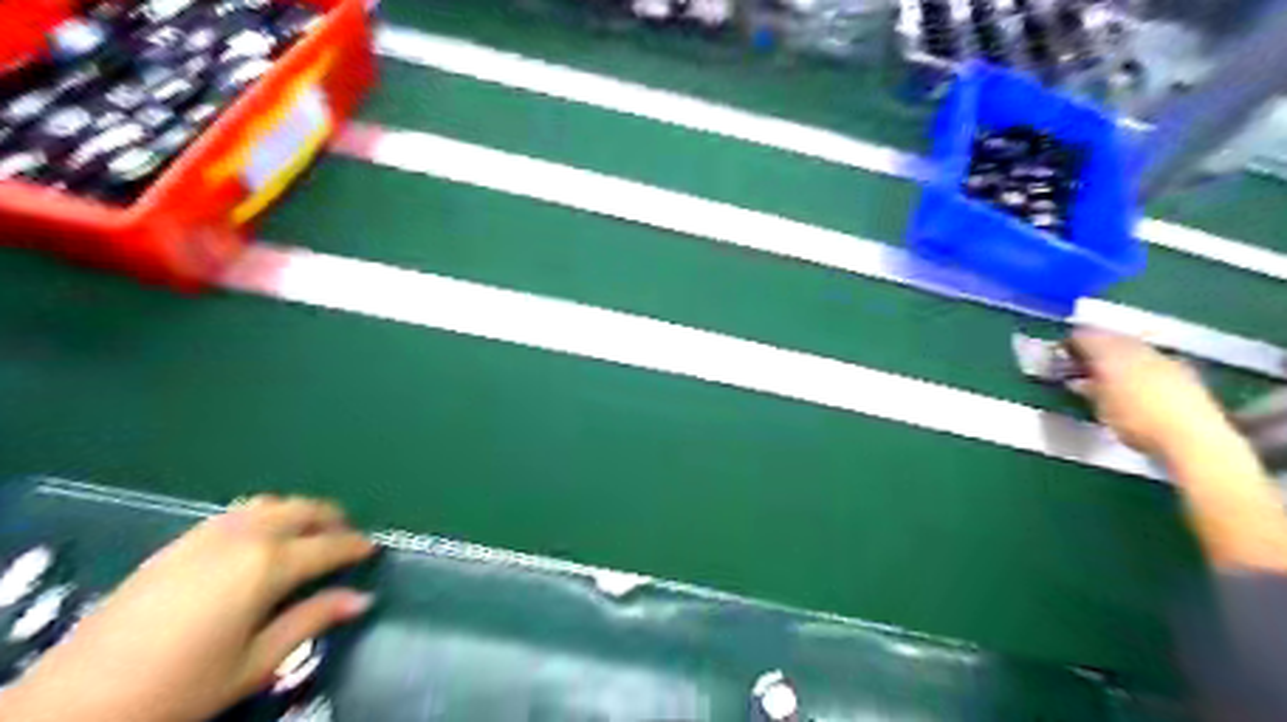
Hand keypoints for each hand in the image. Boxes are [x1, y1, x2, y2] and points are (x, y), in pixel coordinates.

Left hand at [0, 497, 377, 721]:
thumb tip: (362, 598)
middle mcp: (243, 537)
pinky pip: (236, 513)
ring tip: (307, 535)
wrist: (69, 706)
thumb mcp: (254, 663)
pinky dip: (264, 516)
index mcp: (268, 565)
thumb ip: (311, 621)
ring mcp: (206, 535)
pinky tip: (259, 541)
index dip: (356, 545)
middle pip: (302, 509)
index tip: (373, 550)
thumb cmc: (178, 689)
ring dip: (297, 512)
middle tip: (346, 538)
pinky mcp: (177, 543)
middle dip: (331, 518)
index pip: (329, 544)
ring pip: (269, 503)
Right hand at [1067, 328, 1234, 455]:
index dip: (1071, 343)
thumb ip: (1088, 390)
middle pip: (1112, 338)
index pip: (1085, 337)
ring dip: (1118, 355)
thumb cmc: (1136, 422)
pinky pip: (1153, 359)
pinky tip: (1137, 381)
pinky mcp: (1185, 372)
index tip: (1061, 354)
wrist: (1193, 437)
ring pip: (1134, 347)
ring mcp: (1164, 359)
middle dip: (1096, 346)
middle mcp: (1138, 349)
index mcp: (1111, 354)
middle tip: (1083, 361)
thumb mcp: (1101, 408)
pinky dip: (1139, 365)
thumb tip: (1077, 381)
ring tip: (1108, 372)